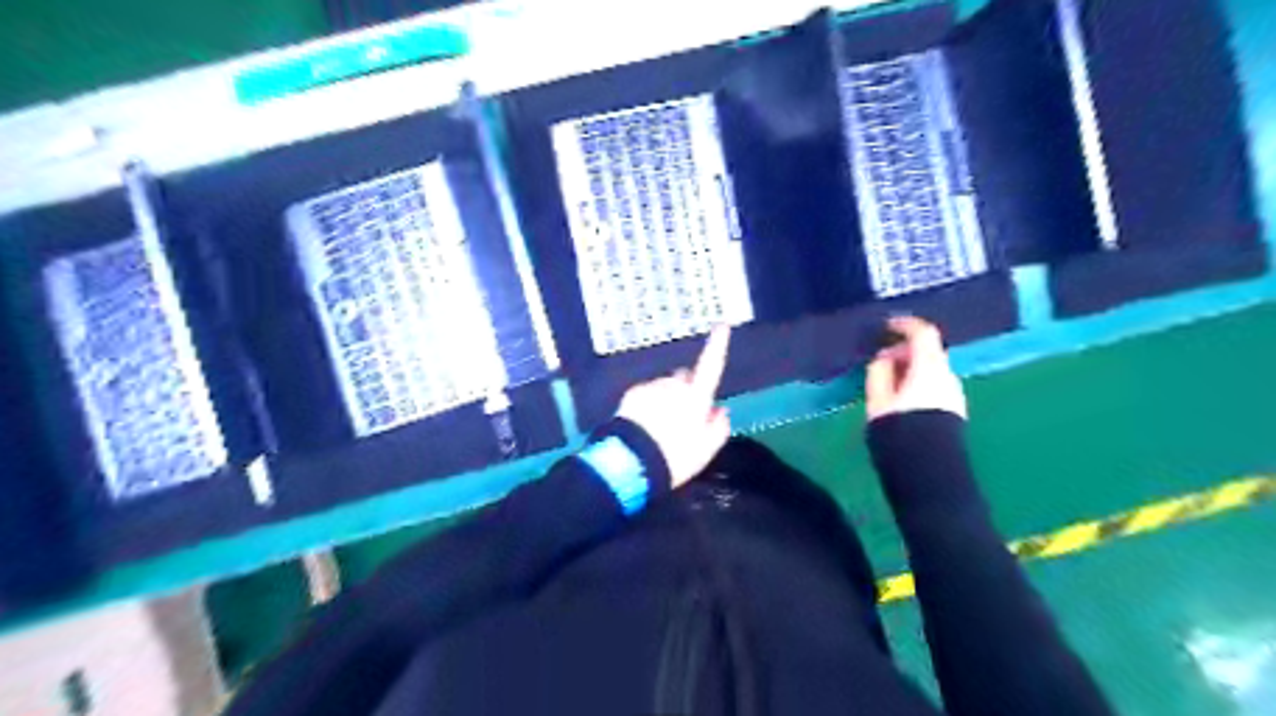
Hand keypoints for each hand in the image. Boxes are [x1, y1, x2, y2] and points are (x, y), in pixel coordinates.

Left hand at [616, 326, 732, 485]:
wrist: (633, 463)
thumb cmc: (676, 458)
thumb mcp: (706, 450)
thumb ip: (719, 427)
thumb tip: (721, 411)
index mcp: (696, 397)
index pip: (711, 365)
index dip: (718, 345)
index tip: (721, 325)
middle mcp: (675, 386)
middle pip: (685, 380)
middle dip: (685, 391)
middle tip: (681, 420)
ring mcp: (652, 387)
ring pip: (664, 388)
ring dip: (664, 400)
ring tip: (659, 428)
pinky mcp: (633, 393)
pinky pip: (646, 394)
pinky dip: (647, 405)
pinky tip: (643, 426)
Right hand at [868, 317, 968, 420]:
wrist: (928, 469)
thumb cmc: (899, 429)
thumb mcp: (878, 399)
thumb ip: (879, 373)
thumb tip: (883, 358)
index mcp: (929, 368)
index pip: (923, 333)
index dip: (905, 325)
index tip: (887, 326)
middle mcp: (948, 375)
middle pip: (929, 352)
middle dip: (905, 352)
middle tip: (881, 362)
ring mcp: (955, 393)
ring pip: (933, 370)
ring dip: (912, 369)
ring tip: (888, 384)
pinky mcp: (955, 411)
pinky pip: (936, 386)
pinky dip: (920, 383)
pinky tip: (903, 399)